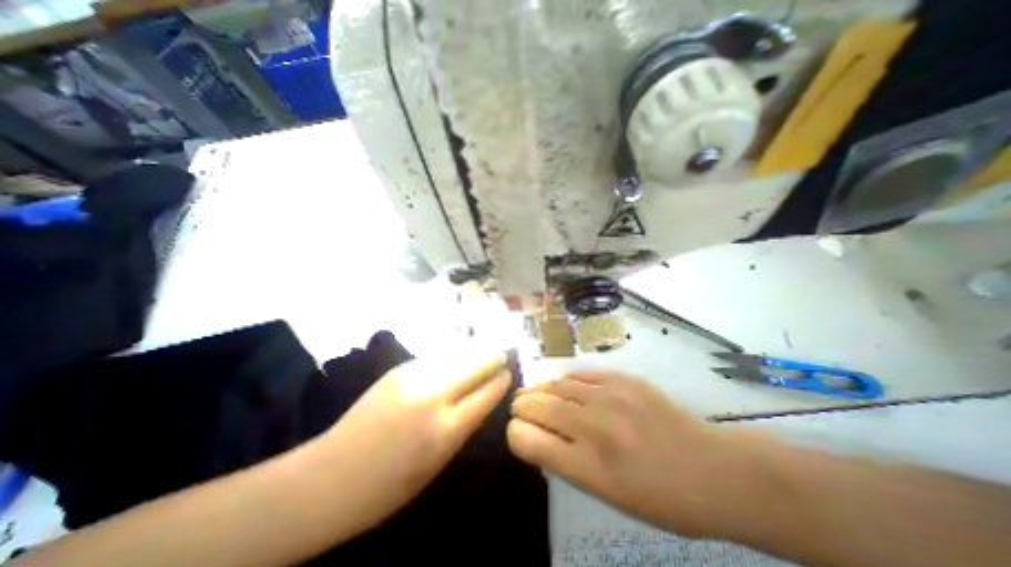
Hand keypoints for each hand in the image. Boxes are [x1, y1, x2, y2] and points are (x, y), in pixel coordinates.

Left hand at [315, 352, 509, 534]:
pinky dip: (453, 356)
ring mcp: (413, 377)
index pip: (486, 393)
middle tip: (503, 354)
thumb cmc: (387, 487)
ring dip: (474, 352)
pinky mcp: (399, 369)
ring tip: (485, 351)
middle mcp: (433, 395)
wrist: (327, 478)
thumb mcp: (437, 464)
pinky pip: (438, 357)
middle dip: (493, 357)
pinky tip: (457, 358)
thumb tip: (484, 397)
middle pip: (475, 363)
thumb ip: (463, 426)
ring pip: (457, 354)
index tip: (509, 372)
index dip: (501, 380)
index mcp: (445, 430)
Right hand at [511, 369, 743, 537]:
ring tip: (534, 392)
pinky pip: (580, 374)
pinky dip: (566, 381)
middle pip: (536, 406)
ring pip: (555, 385)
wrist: (713, 469)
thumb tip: (540, 436)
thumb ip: (568, 462)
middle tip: (520, 406)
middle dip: (521, 406)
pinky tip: (565, 386)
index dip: (515, 433)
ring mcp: (609, 397)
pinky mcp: (622, 378)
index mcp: (588, 466)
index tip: (518, 431)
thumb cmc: (660, 497)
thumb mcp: (607, 495)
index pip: (528, 440)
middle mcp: (592, 427)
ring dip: (539, 390)